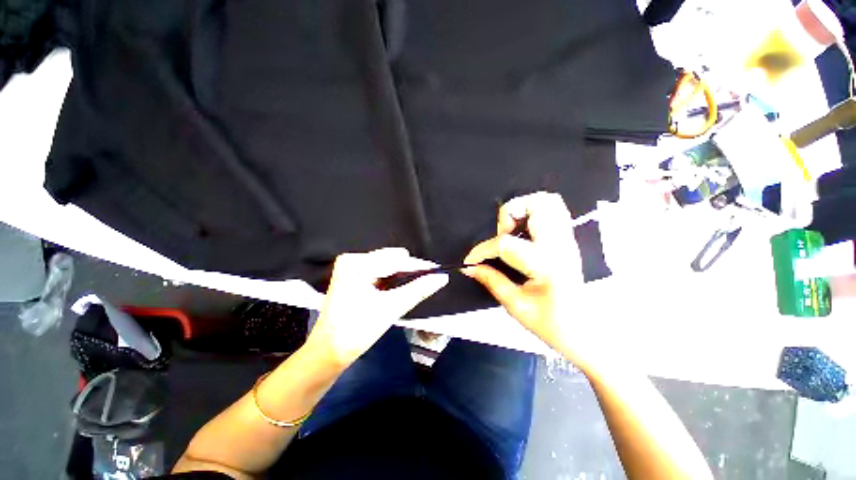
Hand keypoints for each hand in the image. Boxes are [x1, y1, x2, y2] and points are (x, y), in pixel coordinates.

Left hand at [305, 248, 448, 369]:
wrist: (328, 353)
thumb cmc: (356, 331)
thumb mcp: (390, 308)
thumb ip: (417, 290)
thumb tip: (441, 278)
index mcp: (356, 262)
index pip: (394, 259)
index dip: (418, 267)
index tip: (437, 271)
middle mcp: (353, 260)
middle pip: (390, 261)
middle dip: (410, 272)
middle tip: (430, 281)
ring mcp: (353, 269)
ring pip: (387, 267)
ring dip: (403, 277)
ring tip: (420, 285)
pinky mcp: (355, 278)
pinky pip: (381, 274)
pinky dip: (393, 281)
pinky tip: (403, 288)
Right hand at [463, 192, 586, 361]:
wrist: (586, 332)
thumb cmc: (552, 325)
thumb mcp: (515, 305)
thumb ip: (490, 280)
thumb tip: (469, 268)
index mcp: (547, 265)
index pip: (505, 244)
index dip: (482, 251)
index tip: (470, 261)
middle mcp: (560, 246)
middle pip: (538, 204)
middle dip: (510, 213)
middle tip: (500, 234)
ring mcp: (567, 240)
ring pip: (549, 201)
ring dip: (523, 209)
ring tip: (511, 231)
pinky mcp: (568, 241)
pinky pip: (553, 212)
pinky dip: (533, 213)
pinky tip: (522, 233)